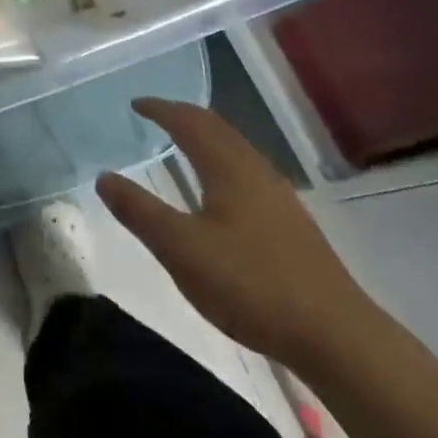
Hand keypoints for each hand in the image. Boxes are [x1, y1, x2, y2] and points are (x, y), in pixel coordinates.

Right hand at [98, 99, 375, 366]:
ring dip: (206, 137)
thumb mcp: (181, 249)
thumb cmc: (250, 284)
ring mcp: (278, 195)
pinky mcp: (291, 222)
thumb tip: (104, 176)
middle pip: (217, 128)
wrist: (334, 333)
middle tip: (156, 115)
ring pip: (236, 149)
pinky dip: (222, 160)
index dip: (160, 109)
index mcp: (227, 167)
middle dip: (184, 116)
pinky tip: (221, 189)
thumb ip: (139, 211)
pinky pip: (247, 170)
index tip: (135, 104)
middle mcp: (255, 170)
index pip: (189, 122)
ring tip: (183, 143)